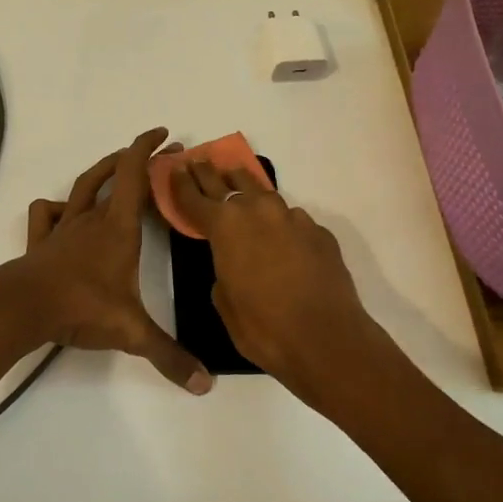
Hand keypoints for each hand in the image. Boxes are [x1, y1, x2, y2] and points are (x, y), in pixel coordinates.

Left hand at [0, 128, 211, 394]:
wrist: (22, 307)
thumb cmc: (81, 307)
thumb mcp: (131, 332)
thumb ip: (169, 357)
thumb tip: (205, 385)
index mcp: (118, 228)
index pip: (134, 175)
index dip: (148, 150)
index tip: (165, 135)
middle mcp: (91, 220)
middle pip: (113, 176)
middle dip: (136, 160)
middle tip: (157, 154)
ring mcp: (63, 228)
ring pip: (81, 187)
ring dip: (100, 172)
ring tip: (114, 167)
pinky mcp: (41, 242)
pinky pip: (46, 213)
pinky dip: (56, 207)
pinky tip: (62, 214)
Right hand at [170, 160, 375, 405]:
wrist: (327, 340)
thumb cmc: (263, 328)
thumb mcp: (224, 302)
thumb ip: (222, 270)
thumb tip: (234, 262)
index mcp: (225, 227)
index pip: (195, 198)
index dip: (181, 183)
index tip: (175, 168)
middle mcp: (258, 212)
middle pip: (227, 183)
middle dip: (210, 174)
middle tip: (200, 162)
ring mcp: (293, 219)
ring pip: (263, 194)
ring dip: (247, 190)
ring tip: (238, 184)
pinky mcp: (319, 232)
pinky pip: (291, 220)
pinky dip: (280, 222)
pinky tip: (281, 236)